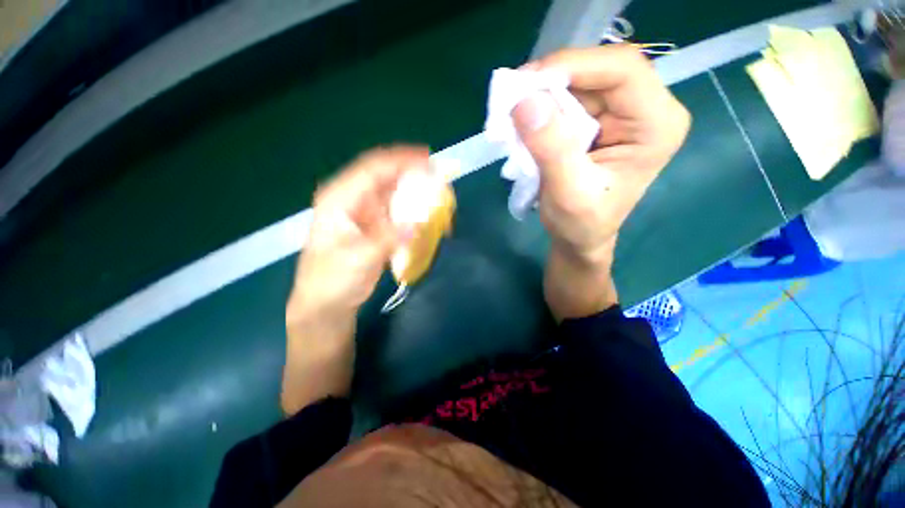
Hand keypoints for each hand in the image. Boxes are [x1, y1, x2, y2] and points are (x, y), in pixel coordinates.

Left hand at [282, 146, 428, 414]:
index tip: (427, 158)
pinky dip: (411, 208)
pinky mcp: (375, 227)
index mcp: (340, 199)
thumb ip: (388, 238)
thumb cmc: (333, 281)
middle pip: (384, 176)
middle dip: (410, 172)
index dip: (400, 160)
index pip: (372, 169)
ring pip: (392, 192)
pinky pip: (396, 210)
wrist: (326, 303)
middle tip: (438, 174)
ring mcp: (365, 213)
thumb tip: (418, 223)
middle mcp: (352, 199)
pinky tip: (425, 210)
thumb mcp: (359, 259)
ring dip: (413, 190)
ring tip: (436, 189)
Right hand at [513, 44, 690, 264]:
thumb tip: (524, 102)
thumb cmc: (581, 224)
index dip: (574, 66)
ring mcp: (621, 113)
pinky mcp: (599, 121)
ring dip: (542, 96)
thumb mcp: (567, 192)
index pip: (622, 70)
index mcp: (656, 125)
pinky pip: (568, 101)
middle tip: (512, 97)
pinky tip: (524, 123)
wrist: (580, 238)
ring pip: (579, 84)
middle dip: (552, 81)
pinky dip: (542, 108)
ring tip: (513, 114)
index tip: (526, 82)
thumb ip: (551, 149)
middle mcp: (645, 109)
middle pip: (598, 71)